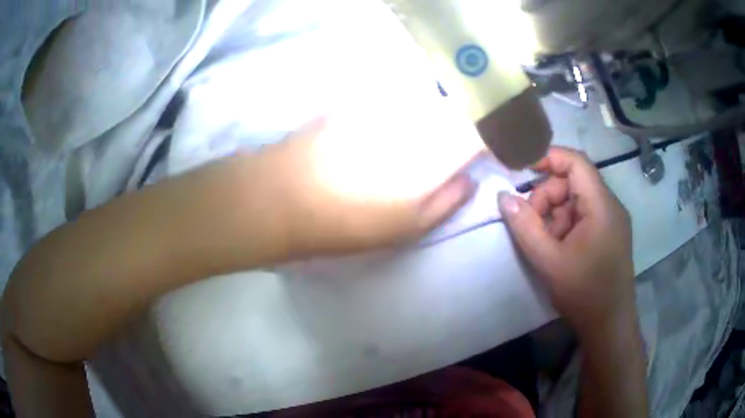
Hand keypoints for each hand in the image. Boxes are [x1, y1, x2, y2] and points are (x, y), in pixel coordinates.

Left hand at [256, 116, 479, 255]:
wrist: (285, 197)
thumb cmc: (350, 223)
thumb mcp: (409, 228)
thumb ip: (448, 201)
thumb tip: (469, 178)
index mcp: (433, 153)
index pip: (477, 132)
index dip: (488, 137)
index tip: (485, 149)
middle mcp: (415, 120)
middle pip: (455, 110)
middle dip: (462, 123)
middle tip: (453, 144)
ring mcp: (384, 106)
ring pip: (425, 101)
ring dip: (432, 115)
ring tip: (417, 139)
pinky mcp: (359, 101)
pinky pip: (393, 98)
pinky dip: (401, 109)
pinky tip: (385, 129)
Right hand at [497, 147, 635, 335]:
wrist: (609, 324)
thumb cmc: (583, 293)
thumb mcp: (549, 261)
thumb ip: (525, 226)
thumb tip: (503, 197)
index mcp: (601, 206)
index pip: (576, 162)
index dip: (548, 157)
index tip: (521, 168)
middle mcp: (610, 206)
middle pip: (574, 182)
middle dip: (548, 196)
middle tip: (530, 222)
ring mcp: (611, 220)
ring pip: (577, 200)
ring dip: (555, 213)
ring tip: (544, 241)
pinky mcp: (609, 233)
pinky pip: (583, 215)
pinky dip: (566, 224)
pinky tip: (558, 247)